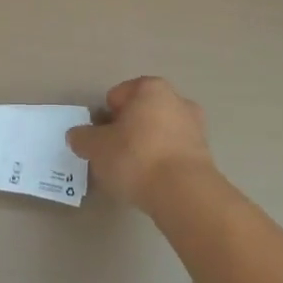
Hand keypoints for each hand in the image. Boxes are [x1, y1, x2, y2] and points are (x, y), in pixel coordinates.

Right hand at [66, 77, 214, 212]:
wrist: (185, 194)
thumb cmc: (136, 158)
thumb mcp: (97, 148)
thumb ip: (83, 138)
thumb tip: (77, 136)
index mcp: (150, 88)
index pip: (117, 96)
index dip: (105, 118)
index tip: (102, 141)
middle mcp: (176, 99)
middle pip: (140, 113)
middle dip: (128, 131)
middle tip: (115, 157)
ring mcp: (195, 126)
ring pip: (159, 133)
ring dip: (147, 147)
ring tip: (135, 175)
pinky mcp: (205, 155)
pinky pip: (174, 153)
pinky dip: (163, 163)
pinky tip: (154, 183)